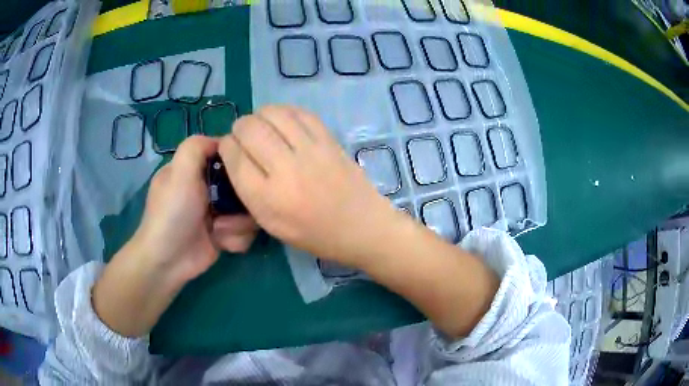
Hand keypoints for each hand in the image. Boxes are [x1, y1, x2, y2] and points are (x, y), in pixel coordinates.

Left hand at [93, 136, 257, 336]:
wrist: (169, 261)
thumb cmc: (172, 213)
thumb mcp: (179, 172)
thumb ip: (196, 147)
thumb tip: (223, 142)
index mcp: (193, 169)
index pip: (223, 154)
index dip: (236, 160)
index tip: (243, 170)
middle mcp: (206, 188)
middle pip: (241, 183)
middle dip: (240, 199)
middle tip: (231, 208)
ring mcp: (217, 212)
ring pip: (247, 209)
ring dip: (237, 223)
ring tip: (220, 231)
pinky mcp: (225, 234)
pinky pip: (245, 229)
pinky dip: (235, 238)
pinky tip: (221, 243)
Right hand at [219, 106, 400, 265]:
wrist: (362, 226)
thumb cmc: (315, 234)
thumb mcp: (271, 225)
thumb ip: (248, 191)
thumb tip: (236, 156)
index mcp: (266, 199)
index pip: (233, 156)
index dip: (226, 147)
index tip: (230, 149)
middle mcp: (285, 170)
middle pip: (248, 128)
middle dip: (239, 128)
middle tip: (244, 137)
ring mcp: (310, 150)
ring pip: (272, 113)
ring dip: (260, 116)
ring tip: (263, 127)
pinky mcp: (329, 139)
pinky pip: (299, 112)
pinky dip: (284, 112)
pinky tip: (283, 122)